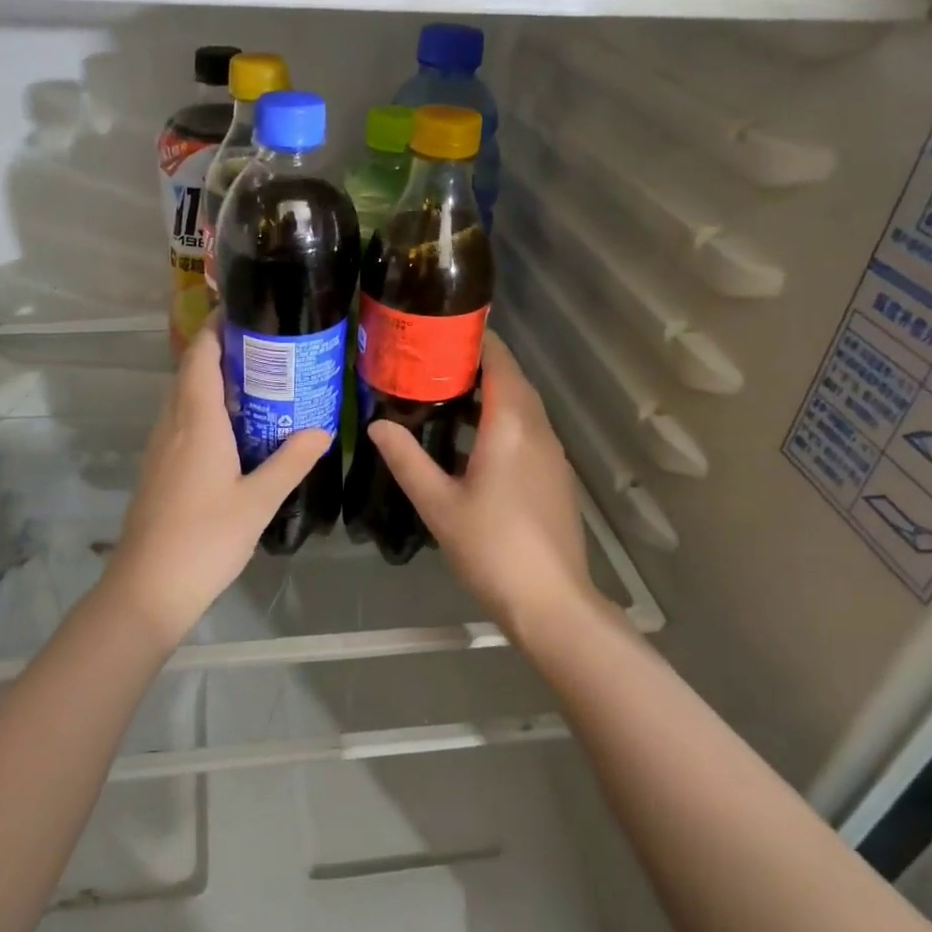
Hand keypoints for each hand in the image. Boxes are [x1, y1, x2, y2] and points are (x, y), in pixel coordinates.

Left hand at [103, 325, 331, 640]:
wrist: (147, 588)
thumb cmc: (206, 539)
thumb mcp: (259, 501)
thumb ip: (291, 461)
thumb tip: (323, 430)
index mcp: (197, 421)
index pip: (200, 356)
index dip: (216, 328)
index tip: (246, 311)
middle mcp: (172, 424)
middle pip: (190, 371)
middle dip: (221, 351)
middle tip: (266, 347)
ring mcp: (159, 447)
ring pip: (182, 397)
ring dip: (211, 381)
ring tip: (255, 383)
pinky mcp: (157, 469)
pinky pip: (180, 422)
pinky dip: (203, 409)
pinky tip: (231, 430)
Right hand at [370, 332, 599, 638]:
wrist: (551, 602)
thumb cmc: (491, 548)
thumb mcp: (438, 504)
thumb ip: (407, 459)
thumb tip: (377, 424)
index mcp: (511, 426)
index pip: (500, 362)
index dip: (477, 339)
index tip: (443, 329)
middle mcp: (537, 430)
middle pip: (512, 380)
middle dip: (478, 364)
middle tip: (432, 361)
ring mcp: (552, 454)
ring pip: (522, 407)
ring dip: (490, 394)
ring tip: (445, 396)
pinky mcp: (555, 476)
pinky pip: (528, 431)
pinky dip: (502, 420)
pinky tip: (472, 443)